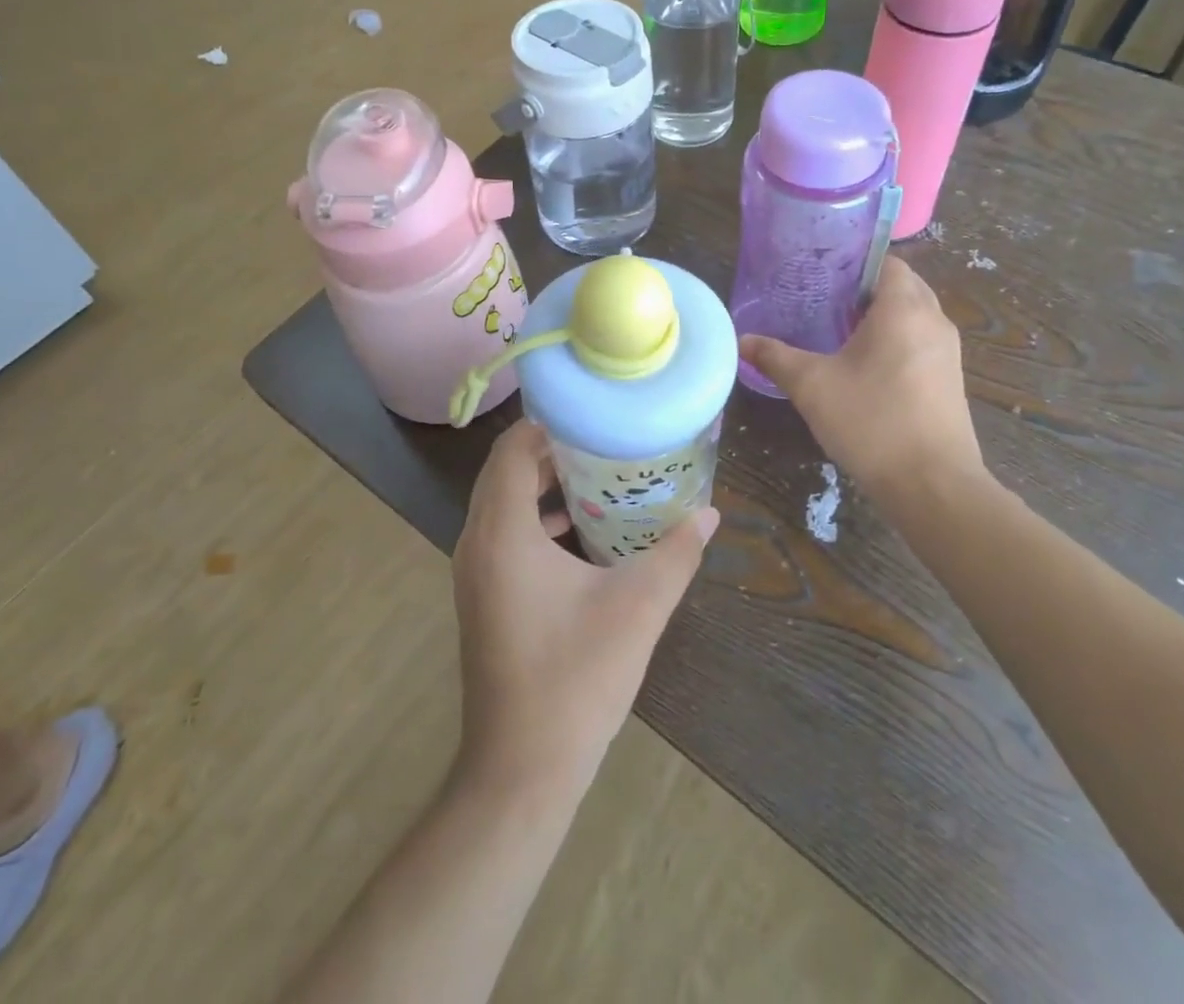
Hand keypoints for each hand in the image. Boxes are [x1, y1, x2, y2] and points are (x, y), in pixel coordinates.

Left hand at [453, 420, 717, 793]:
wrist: (521, 770)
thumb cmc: (576, 678)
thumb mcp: (637, 608)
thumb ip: (675, 554)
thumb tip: (710, 515)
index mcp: (503, 533)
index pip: (512, 450)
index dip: (547, 424)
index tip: (592, 414)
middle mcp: (477, 542)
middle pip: (504, 472)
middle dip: (549, 450)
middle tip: (603, 441)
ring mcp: (473, 573)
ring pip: (502, 504)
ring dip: (542, 485)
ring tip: (597, 477)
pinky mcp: (481, 597)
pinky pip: (502, 535)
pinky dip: (534, 519)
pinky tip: (581, 533)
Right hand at [740, 257, 986, 499]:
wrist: (933, 485)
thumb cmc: (871, 421)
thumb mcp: (812, 386)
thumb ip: (775, 357)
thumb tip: (741, 340)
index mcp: (904, 309)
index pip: (886, 262)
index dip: (854, 263)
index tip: (820, 276)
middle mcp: (934, 321)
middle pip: (902, 286)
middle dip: (865, 289)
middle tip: (822, 300)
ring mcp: (947, 353)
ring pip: (914, 316)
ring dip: (882, 317)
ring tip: (838, 330)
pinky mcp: (950, 381)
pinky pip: (921, 342)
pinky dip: (896, 341)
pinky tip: (864, 367)